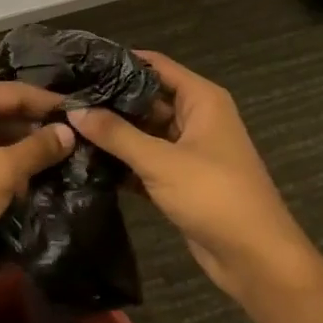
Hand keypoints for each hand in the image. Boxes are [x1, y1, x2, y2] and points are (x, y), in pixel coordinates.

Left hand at [0, 82, 75, 297]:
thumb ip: (35, 149)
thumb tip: (69, 132)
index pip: (15, 92)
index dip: (50, 104)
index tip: (88, 115)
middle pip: (7, 114)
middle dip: (40, 131)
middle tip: (85, 145)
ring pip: (0, 140)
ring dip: (28, 155)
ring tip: (72, 166)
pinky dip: (11, 173)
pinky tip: (41, 187)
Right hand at [68, 52, 319, 316]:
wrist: (257, 261)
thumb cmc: (215, 196)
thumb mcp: (161, 162)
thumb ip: (116, 134)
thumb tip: (74, 110)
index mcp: (201, 99)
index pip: (154, 65)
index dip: (119, 61)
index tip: (80, 62)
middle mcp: (195, 117)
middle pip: (146, 98)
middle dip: (110, 99)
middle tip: (65, 97)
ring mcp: (188, 150)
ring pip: (143, 131)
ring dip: (113, 132)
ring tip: (66, 124)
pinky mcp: (180, 180)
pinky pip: (145, 160)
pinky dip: (122, 161)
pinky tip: (86, 159)